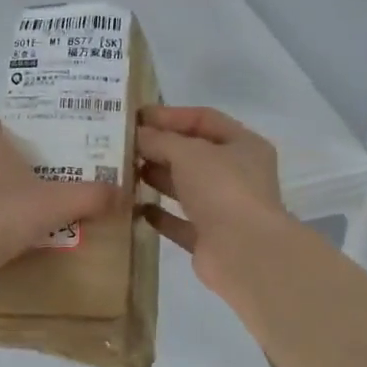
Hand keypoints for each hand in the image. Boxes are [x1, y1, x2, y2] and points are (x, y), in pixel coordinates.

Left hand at [0, 121, 117, 280]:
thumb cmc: (3, 214)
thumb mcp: (58, 202)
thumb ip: (92, 195)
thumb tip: (123, 192)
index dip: (8, 127)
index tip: (35, 138)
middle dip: (19, 167)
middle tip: (53, 177)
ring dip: (10, 199)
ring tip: (43, 211)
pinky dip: (1, 227)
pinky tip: (25, 241)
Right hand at [136, 106, 285, 296]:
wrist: (243, 252)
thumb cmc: (222, 189)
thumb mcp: (188, 152)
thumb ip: (159, 140)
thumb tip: (137, 135)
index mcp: (243, 145)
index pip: (204, 119)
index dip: (170, 115)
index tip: (136, 116)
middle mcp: (237, 174)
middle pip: (193, 154)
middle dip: (159, 147)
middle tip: (122, 145)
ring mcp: (224, 208)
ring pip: (185, 187)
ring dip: (156, 178)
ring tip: (123, 171)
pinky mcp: (208, 238)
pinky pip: (179, 221)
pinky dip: (158, 214)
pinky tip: (133, 207)